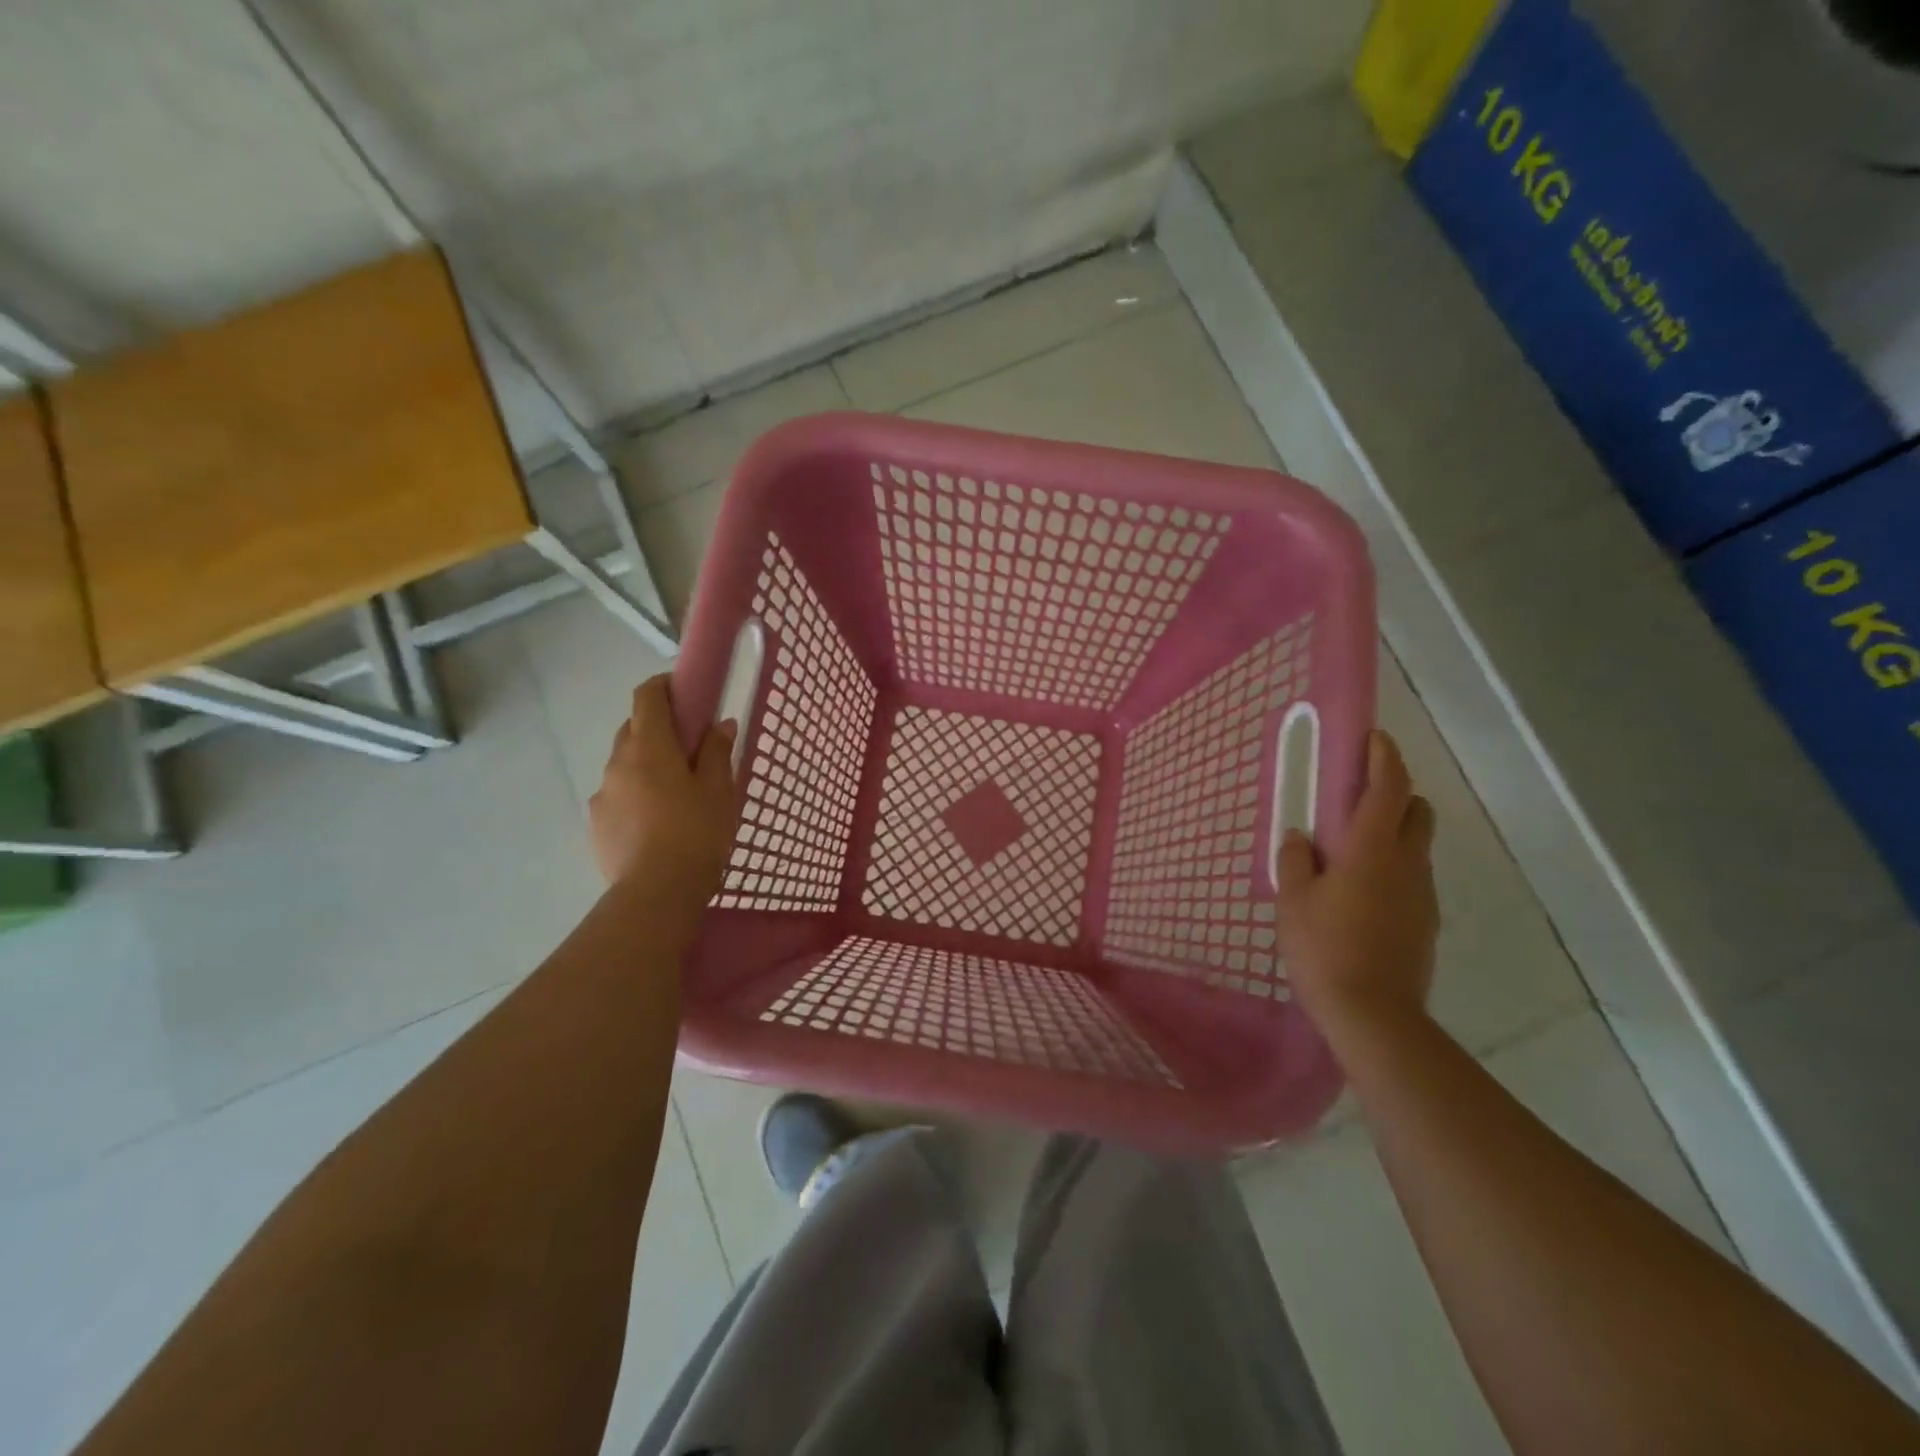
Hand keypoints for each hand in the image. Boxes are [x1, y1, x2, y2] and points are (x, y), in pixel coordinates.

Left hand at [589, 675, 737, 901]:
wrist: (657, 894)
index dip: (663, 686)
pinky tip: (655, 823)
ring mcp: (602, 795)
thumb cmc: (697, 834)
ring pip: (623, 765)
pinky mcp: (595, 825)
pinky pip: (616, 796)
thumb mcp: (720, 791)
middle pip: (632, 729)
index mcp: (649, 747)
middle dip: (657, 729)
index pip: (646, 697)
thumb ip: (718, 752)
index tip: (684, 692)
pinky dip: (634, 796)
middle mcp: (617, 763)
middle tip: (688, 749)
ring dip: (645, 765)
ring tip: (673, 794)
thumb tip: (721, 725)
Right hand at [1275, 730, 1438, 1034]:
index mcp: (1372, 849)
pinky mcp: (1425, 923)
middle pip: (1416, 811)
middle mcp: (1407, 863)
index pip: (1389, 788)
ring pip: (1416, 846)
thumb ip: (1296, 860)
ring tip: (1351, 852)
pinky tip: (1362, 893)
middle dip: (1396, 793)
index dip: (1384, 758)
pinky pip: (1412, 878)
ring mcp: (1422, 895)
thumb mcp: (1294, 900)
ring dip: (1393, 833)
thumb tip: (1301, 837)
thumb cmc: (1324, 947)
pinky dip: (1394, 868)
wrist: (1373, 1015)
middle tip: (1358, 798)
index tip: (1374, 739)